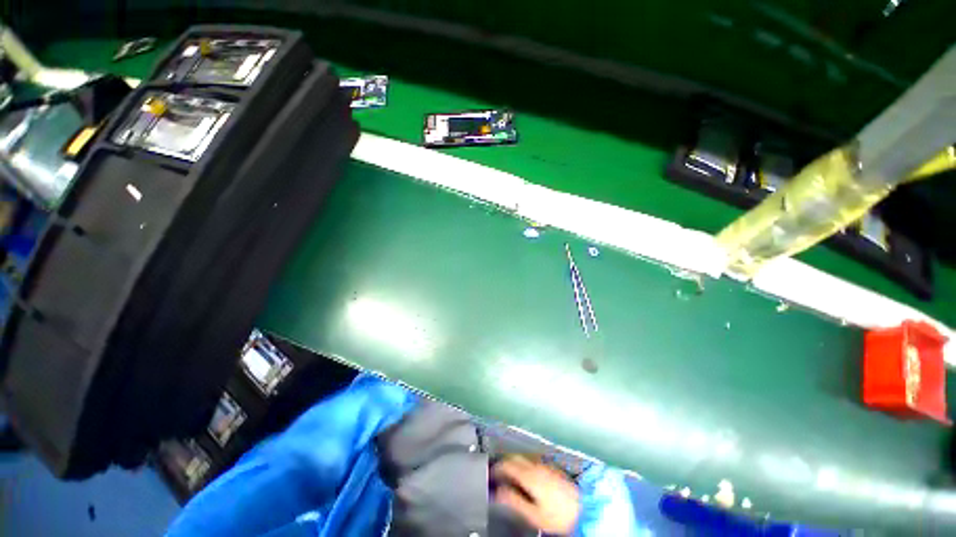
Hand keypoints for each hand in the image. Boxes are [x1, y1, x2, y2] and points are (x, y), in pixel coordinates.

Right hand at [492, 456, 580, 533]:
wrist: (583, 509)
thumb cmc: (558, 514)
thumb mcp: (533, 513)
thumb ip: (514, 501)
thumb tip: (498, 492)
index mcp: (529, 475)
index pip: (507, 464)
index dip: (497, 468)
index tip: (490, 473)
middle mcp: (536, 465)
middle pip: (515, 457)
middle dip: (504, 462)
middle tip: (497, 471)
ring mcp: (545, 464)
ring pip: (524, 457)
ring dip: (514, 461)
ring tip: (509, 472)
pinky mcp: (551, 467)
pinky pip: (532, 460)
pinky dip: (524, 463)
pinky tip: (525, 473)